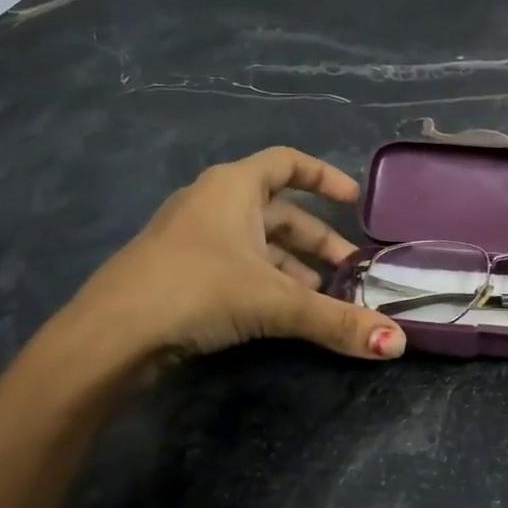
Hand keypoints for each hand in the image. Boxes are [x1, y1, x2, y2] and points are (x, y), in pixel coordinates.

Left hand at [70, 147, 404, 363]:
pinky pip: (237, 266)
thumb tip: (398, 344)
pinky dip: (267, 282)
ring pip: (259, 244)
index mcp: (232, 188)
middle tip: (351, 270)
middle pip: (280, 212)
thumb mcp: (275, 301)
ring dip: (295, 267)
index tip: (355, 201)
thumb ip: (337, 321)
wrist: (109, 336)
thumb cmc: (196, 290)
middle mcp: (212, 204)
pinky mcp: (180, 273)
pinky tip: (283, 313)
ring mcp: (192, 239)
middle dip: (319, 241)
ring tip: (324, 298)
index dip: (325, 177)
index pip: (287, 162)